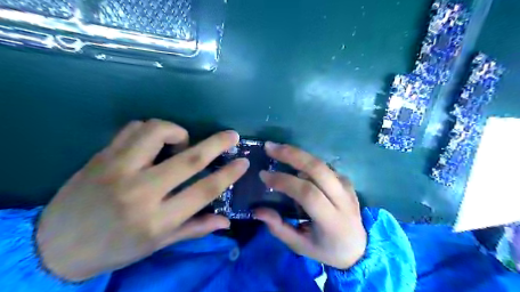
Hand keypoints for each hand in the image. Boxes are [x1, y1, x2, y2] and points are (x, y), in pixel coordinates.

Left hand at [36, 120, 247, 281]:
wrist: (55, 245)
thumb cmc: (115, 248)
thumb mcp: (158, 244)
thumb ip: (194, 228)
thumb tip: (226, 222)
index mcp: (157, 219)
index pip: (203, 191)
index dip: (228, 175)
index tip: (243, 162)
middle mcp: (140, 191)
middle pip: (188, 159)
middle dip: (216, 143)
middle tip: (232, 135)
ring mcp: (118, 169)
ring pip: (157, 132)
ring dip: (178, 133)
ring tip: (181, 143)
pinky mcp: (102, 156)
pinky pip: (134, 128)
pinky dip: (152, 129)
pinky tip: (155, 142)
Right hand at [256, 142, 366, 269]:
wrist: (358, 247)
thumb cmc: (326, 249)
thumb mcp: (300, 246)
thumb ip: (279, 228)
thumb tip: (257, 210)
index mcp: (332, 220)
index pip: (308, 193)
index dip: (285, 181)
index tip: (264, 175)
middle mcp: (343, 199)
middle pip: (318, 169)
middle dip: (292, 155)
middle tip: (269, 148)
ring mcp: (347, 187)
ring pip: (321, 163)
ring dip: (298, 154)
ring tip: (277, 149)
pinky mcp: (346, 181)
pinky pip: (324, 166)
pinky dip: (306, 161)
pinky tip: (293, 160)